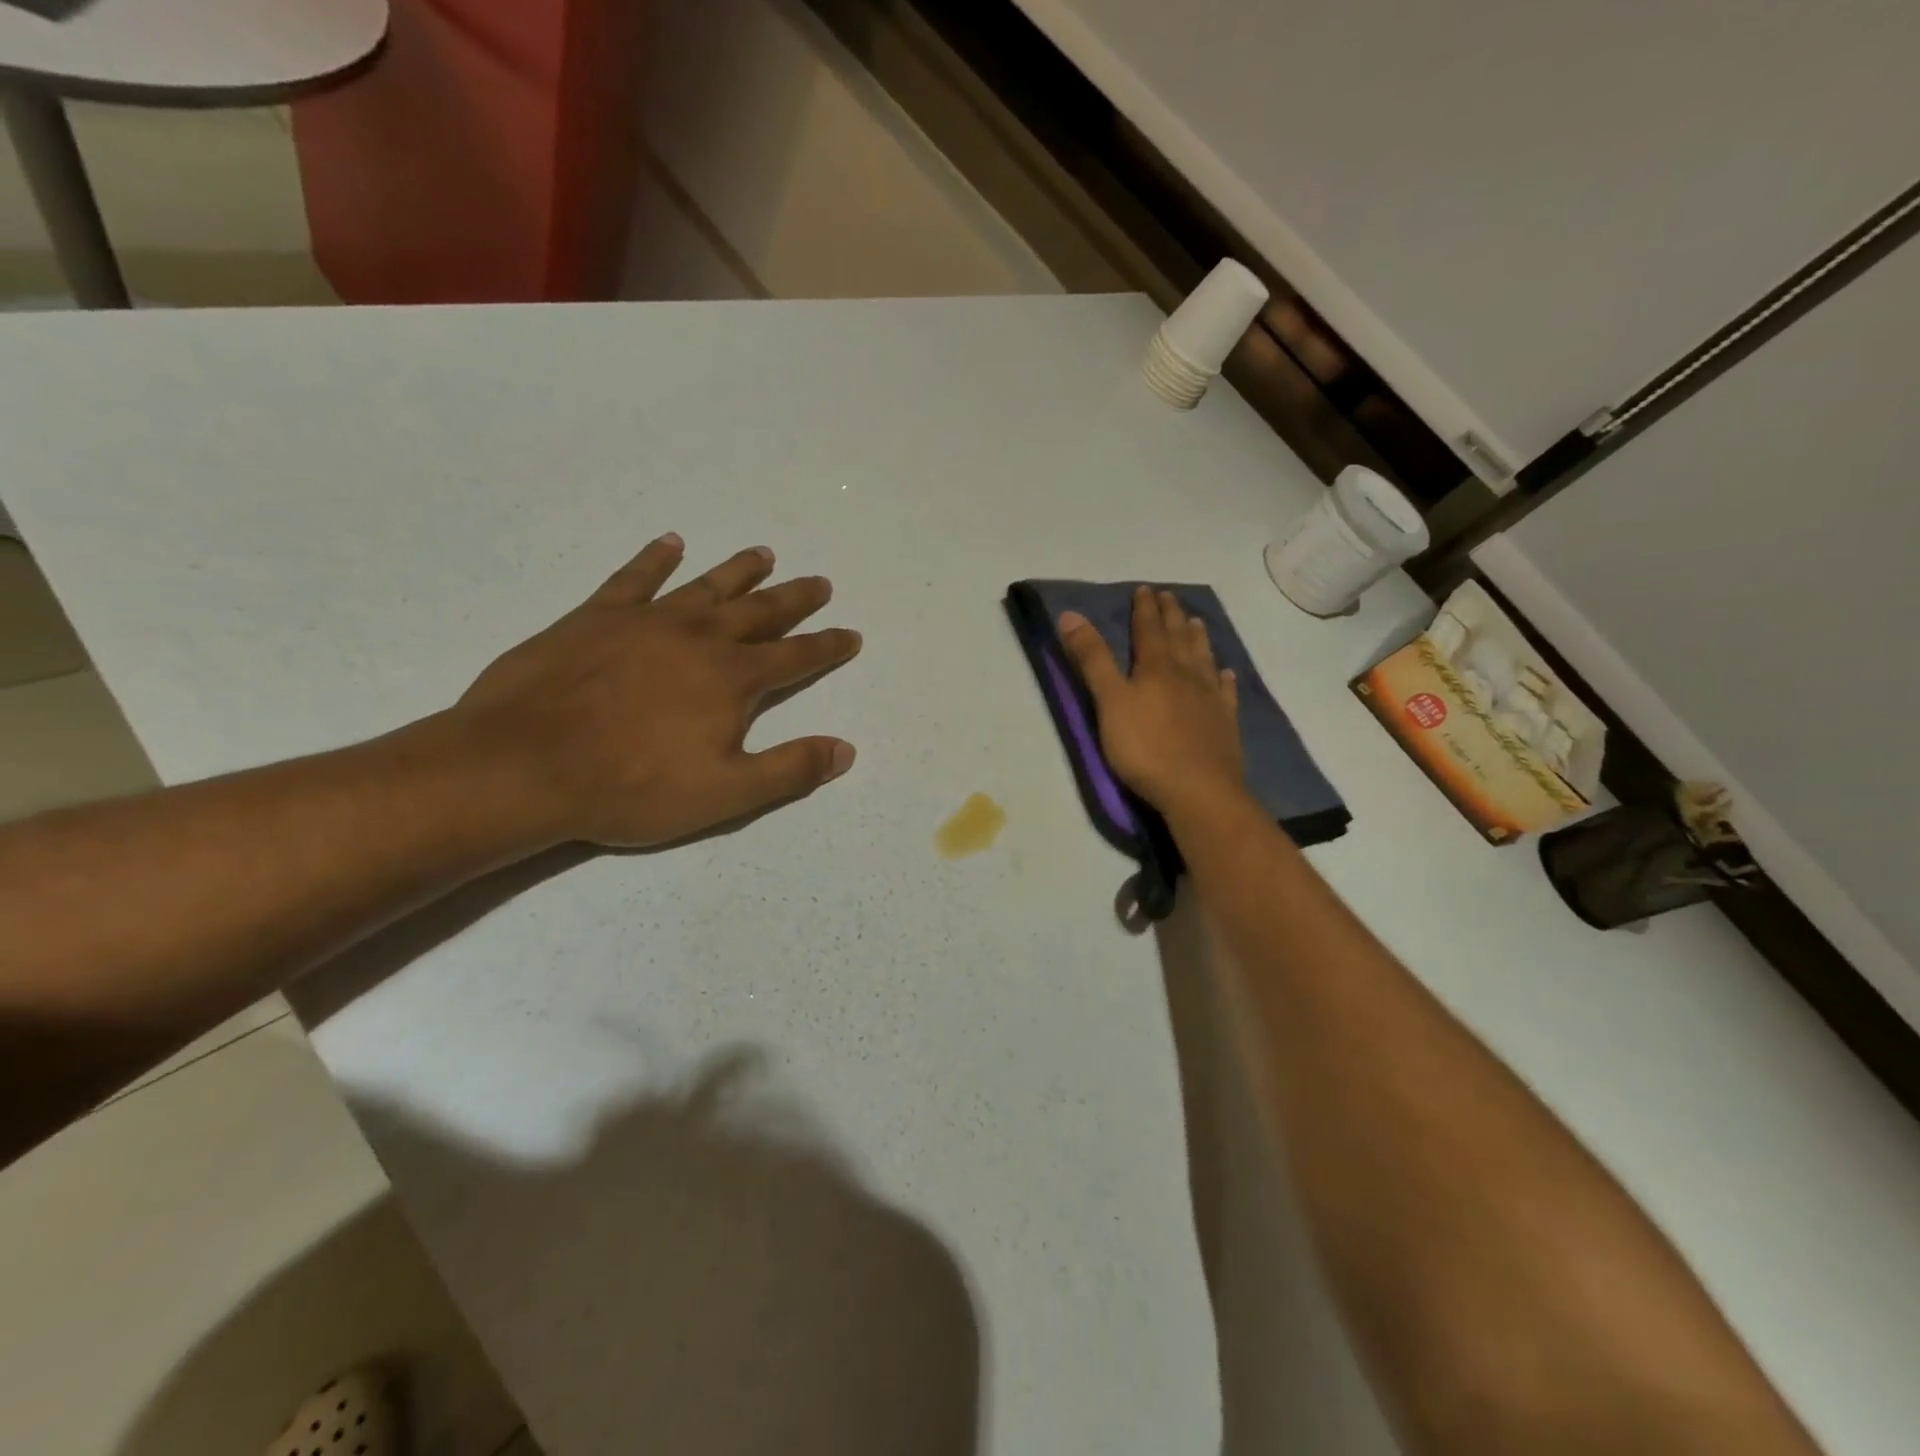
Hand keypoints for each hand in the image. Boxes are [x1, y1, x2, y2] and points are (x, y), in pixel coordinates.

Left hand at [454, 534, 861, 847]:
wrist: (524, 766)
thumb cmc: (633, 786)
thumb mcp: (726, 794)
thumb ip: (790, 770)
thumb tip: (846, 749)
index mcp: (733, 679)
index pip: (796, 657)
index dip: (827, 647)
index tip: (851, 634)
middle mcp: (699, 638)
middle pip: (759, 611)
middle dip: (794, 599)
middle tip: (819, 582)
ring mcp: (647, 621)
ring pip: (706, 586)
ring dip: (739, 570)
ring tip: (764, 553)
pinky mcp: (596, 617)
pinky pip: (634, 578)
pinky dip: (656, 558)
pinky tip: (671, 542)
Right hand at [1059, 586, 1246, 818]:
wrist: (1198, 790)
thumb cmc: (1145, 747)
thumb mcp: (1109, 702)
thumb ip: (1092, 659)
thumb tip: (1071, 614)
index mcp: (1156, 667)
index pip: (1148, 629)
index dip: (1144, 609)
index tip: (1144, 589)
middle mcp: (1186, 675)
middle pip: (1178, 638)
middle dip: (1171, 616)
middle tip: (1170, 596)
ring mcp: (1210, 698)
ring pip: (1203, 658)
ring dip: (1197, 638)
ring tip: (1195, 622)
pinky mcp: (1225, 723)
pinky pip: (1225, 692)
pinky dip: (1224, 679)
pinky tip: (1226, 673)